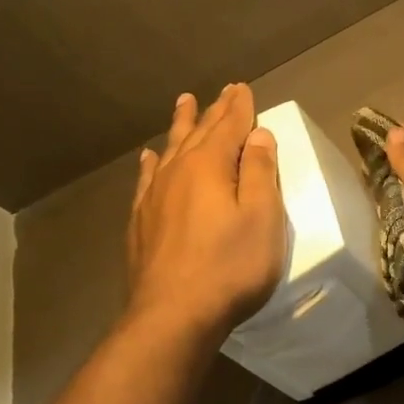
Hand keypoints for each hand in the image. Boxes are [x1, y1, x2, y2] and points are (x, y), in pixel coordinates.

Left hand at [126, 84, 285, 344]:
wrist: (172, 315)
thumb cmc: (229, 268)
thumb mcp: (262, 218)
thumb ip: (261, 172)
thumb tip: (257, 134)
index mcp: (210, 166)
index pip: (229, 126)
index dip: (239, 107)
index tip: (243, 88)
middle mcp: (178, 172)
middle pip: (199, 132)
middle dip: (214, 110)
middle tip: (223, 91)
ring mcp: (154, 196)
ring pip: (170, 149)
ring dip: (180, 125)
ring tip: (183, 103)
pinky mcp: (141, 222)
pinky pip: (147, 178)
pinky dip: (152, 163)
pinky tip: (149, 157)